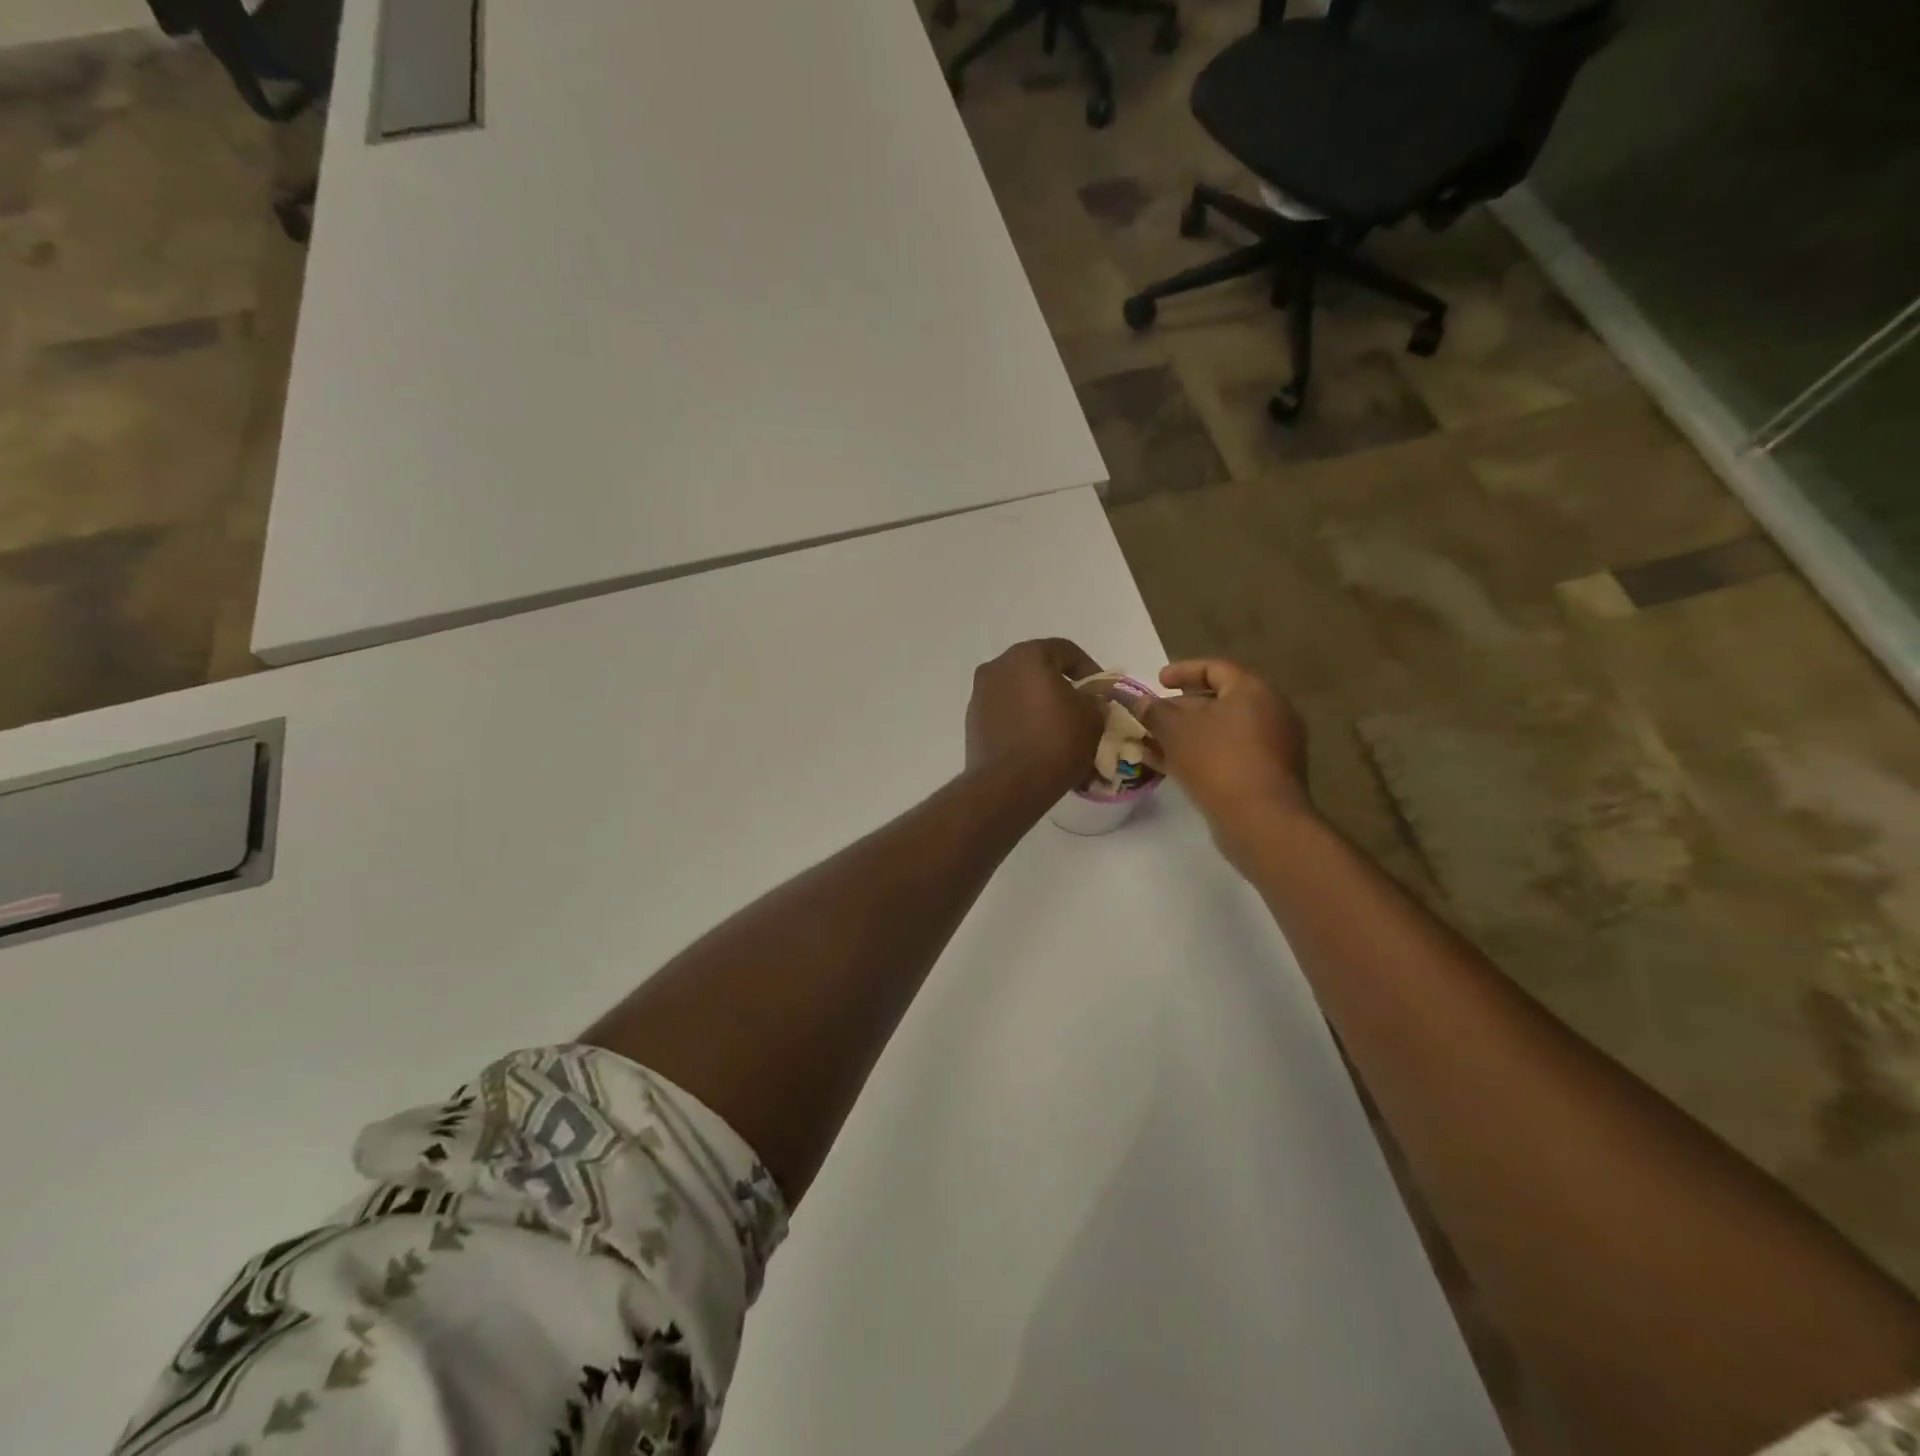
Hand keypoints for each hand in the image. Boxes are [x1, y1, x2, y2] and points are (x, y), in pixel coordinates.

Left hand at [965, 639, 1105, 801]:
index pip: (1065, 650)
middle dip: (1061, 687)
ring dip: (1038, 705)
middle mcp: (997, 667)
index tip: (1101, 693)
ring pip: (1019, 693)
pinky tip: (1036, 744)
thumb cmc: (1054, 741)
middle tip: (1081, 710)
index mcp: (1027, 655)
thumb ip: (1094, 700)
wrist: (1008, 785)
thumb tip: (1088, 701)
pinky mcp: (972, 723)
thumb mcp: (1092, 717)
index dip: (1089, 669)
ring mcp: (979, 695)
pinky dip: (1021, 722)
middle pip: (1037, 670)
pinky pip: (1005, 715)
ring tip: (1058, 730)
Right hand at [1137, 659, 1313, 858]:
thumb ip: (1153, 710)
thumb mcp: (1174, 731)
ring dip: (1190, 733)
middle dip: (1183, 707)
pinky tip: (1176, 766)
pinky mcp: (1271, 773)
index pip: (1214, 668)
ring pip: (1225, 729)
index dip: (1182, 671)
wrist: (1261, 820)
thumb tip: (1137, 700)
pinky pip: (1232, 752)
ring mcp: (1275, 743)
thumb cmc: (1217, 761)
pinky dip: (1205, 752)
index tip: (1157, 681)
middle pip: (1221, 699)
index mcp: (1253, 690)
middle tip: (1156, 715)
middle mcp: (1272, 710)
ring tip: (1158, 743)